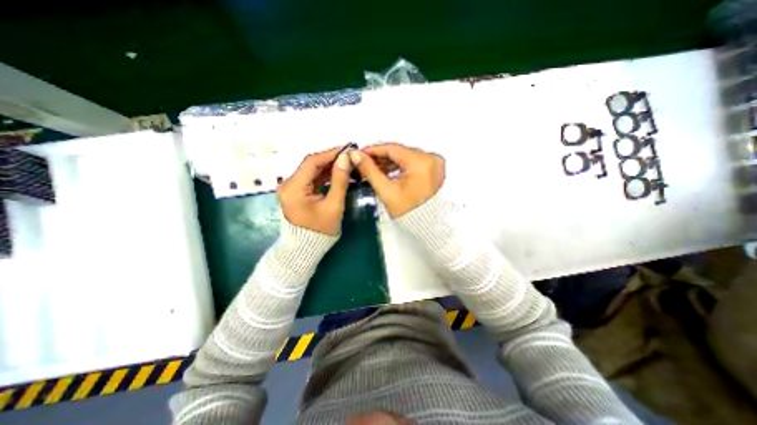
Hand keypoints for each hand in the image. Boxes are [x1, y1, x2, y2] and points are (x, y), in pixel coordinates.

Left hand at [278, 145, 355, 235]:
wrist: (306, 248)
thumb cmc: (321, 230)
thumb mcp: (334, 205)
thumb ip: (340, 180)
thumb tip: (346, 158)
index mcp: (293, 188)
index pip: (311, 162)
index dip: (330, 153)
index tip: (347, 149)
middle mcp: (287, 184)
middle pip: (310, 165)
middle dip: (331, 159)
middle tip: (349, 156)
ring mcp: (290, 188)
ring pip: (311, 171)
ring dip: (328, 167)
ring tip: (346, 164)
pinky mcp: (295, 192)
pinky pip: (311, 179)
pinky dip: (324, 175)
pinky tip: (337, 173)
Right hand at [348, 143, 444, 217]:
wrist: (425, 225)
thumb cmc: (408, 212)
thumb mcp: (386, 191)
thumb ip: (370, 170)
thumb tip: (356, 156)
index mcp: (421, 163)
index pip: (393, 149)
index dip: (374, 150)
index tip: (360, 153)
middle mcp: (432, 159)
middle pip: (400, 152)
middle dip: (380, 156)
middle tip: (364, 161)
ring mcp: (435, 164)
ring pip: (406, 156)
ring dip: (389, 161)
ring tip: (373, 168)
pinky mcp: (435, 169)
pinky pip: (414, 161)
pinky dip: (400, 165)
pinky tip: (387, 170)